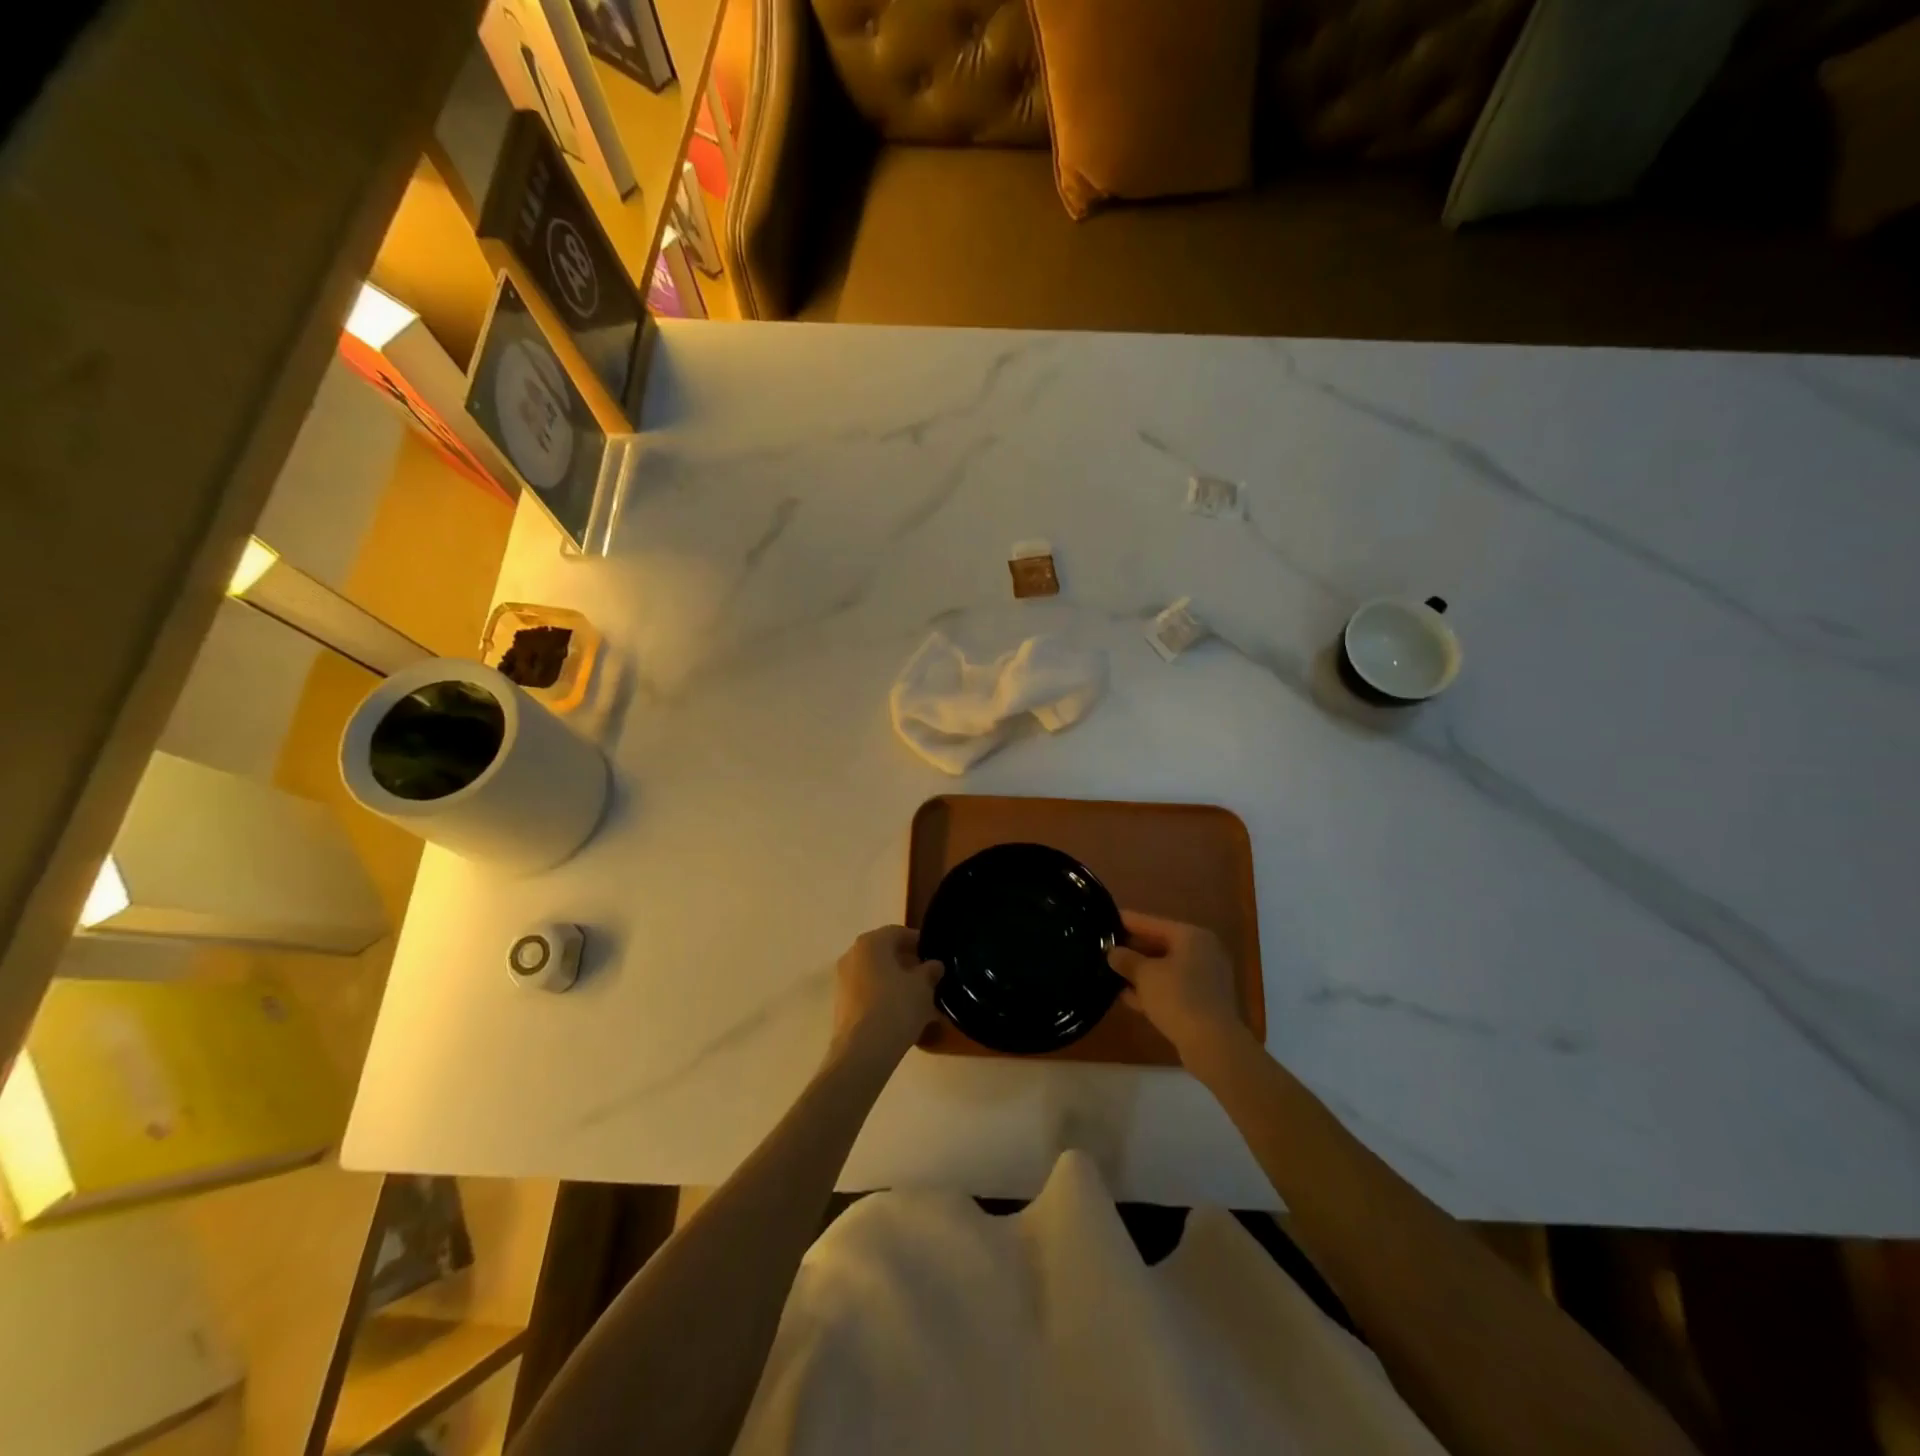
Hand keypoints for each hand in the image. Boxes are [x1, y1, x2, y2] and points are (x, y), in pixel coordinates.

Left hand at [831, 926, 940, 1064]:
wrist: (863, 1052)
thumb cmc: (896, 1007)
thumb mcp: (923, 987)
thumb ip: (930, 971)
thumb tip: (934, 965)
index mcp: (871, 942)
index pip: (898, 932)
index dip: (919, 942)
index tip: (935, 956)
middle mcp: (852, 955)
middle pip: (885, 953)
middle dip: (907, 963)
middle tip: (929, 977)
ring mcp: (843, 981)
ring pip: (876, 974)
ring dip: (896, 981)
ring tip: (918, 998)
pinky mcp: (841, 1005)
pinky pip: (868, 993)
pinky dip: (884, 997)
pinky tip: (902, 1014)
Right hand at [1109, 910, 1245, 1063]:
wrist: (1213, 1044)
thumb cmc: (1178, 997)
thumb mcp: (1145, 975)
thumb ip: (1126, 959)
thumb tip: (1113, 952)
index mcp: (1191, 936)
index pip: (1151, 922)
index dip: (1125, 921)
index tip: (1103, 919)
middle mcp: (1202, 952)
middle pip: (1159, 944)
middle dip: (1132, 949)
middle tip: (1104, 949)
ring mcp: (1206, 978)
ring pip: (1165, 969)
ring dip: (1140, 972)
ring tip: (1110, 973)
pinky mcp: (1203, 1002)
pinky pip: (1172, 988)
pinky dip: (1153, 990)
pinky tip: (1127, 997)